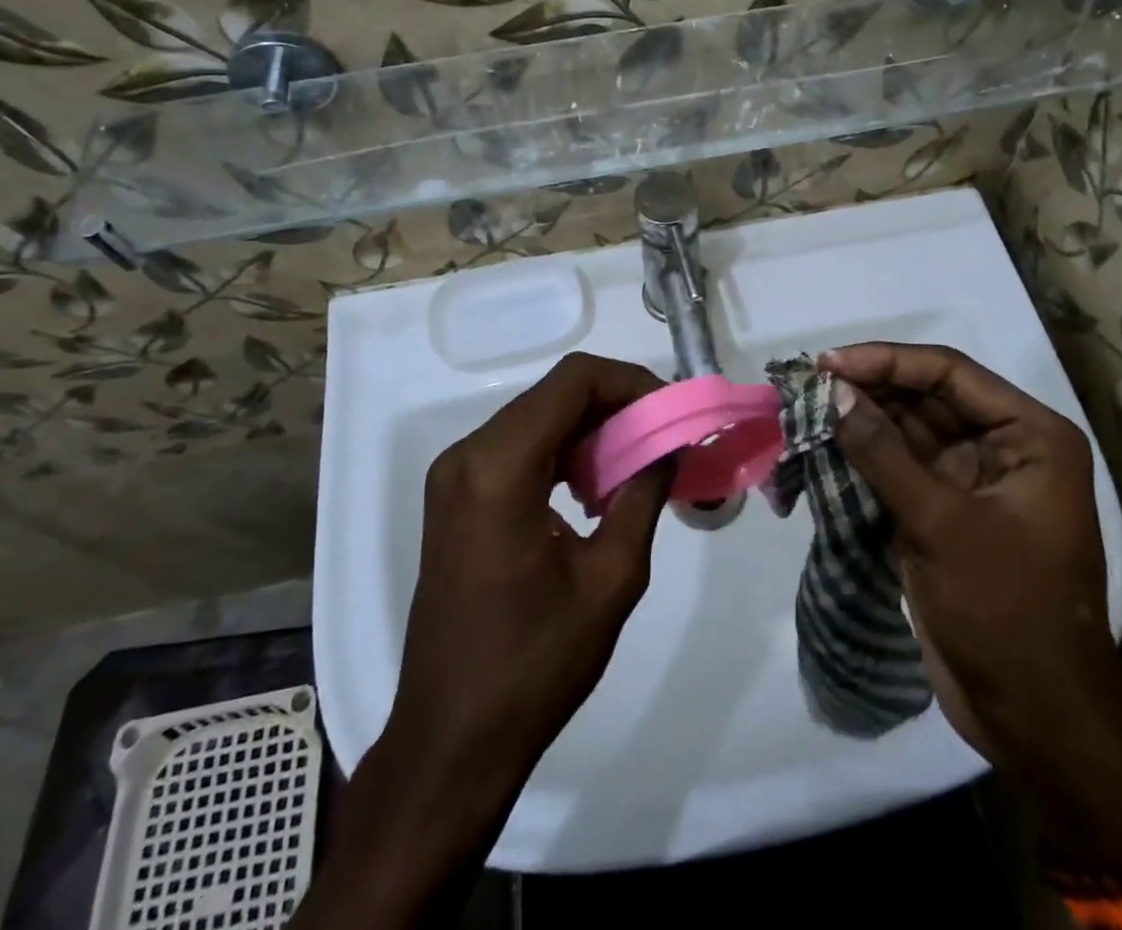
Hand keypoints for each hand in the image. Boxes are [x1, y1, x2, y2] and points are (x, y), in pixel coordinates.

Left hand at [293, 353, 667, 929]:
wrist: (452, 740)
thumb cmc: (534, 665)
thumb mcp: (611, 579)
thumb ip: (643, 494)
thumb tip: (668, 446)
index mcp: (499, 467)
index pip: (573, 380)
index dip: (630, 382)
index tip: (669, 413)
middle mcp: (467, 455)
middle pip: (553, 394)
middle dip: (614, 406)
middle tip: (662, 438)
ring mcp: (454, 476)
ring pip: (537, 418)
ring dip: (589, 429)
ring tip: (635, 465)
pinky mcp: (454, 498)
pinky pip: (517, 448)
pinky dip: (561, 452)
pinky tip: (591, 490)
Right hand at [824, 343, 1121, 859]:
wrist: (1035, 719)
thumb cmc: (1004, 610)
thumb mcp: (941, 524)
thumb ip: (883, 453)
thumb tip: (835, 392)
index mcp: (1030, 436)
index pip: (950, 373)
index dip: (888, 361)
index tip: (830, 363)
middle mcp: (1006, 447)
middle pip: (928, 397)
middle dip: (870, 389)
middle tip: (809, 383)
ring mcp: (974, 481)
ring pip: (909, 431)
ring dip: (862, 420)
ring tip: (808, 407)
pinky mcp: (946, 512)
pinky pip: (900, 468)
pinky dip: (864, 457)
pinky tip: (825, 445)